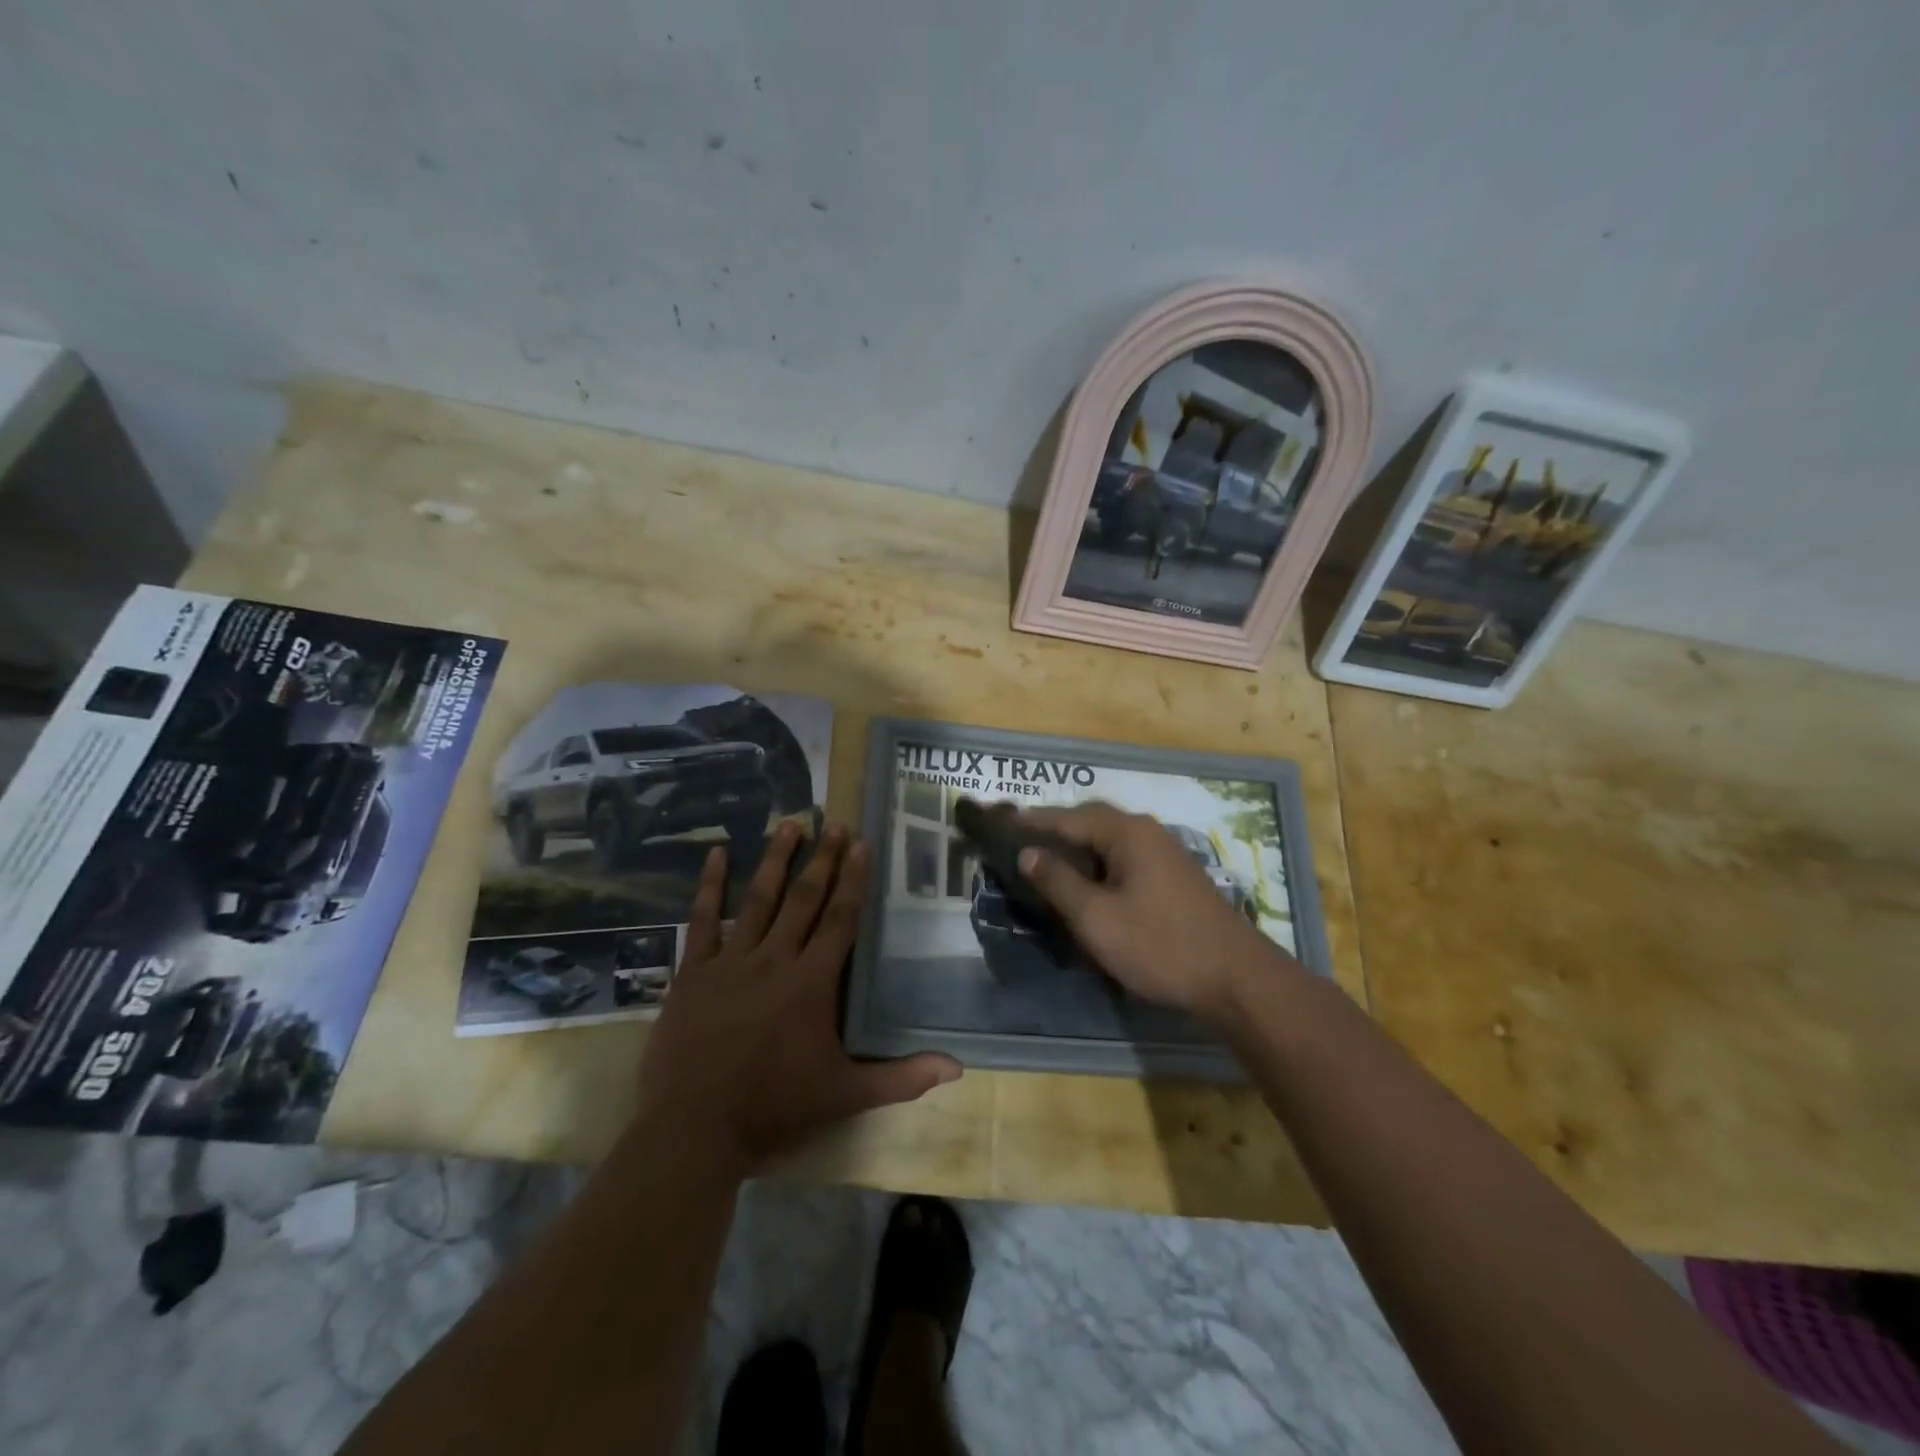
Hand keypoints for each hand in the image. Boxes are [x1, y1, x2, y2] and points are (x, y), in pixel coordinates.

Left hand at [635, 821, 961, 1178]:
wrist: (693, 1130)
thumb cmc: (774, 1109)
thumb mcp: (845, 1096)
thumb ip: (902, 1078)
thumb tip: (957, 1069)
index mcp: (812, 983)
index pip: (840, 919)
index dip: (853, 880)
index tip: (861, 844)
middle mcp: (774, 960)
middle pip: (804, 899)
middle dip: (823, 859)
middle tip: (835, 823)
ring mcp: (730, 962)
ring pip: (759, 899)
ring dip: (777, 859)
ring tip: (790, 823)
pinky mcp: (693, 972)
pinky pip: (703, 920)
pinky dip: (710, 885)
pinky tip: (717, 853)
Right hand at [1017, 803, 1292, 1024]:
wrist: (1235, 979)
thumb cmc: (1159, 945)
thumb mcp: (1097, 917)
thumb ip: (1058, 881)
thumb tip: (1028, 852)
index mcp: (1126, 833)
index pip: (1067, 817)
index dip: (1032, 821)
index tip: (1000, 822)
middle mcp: (1146, 832)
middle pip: (1090, 822)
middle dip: (1054, 830)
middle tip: (1019, 841)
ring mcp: (1164, 854)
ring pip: (1108, 842)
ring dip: (1076, 848)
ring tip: (1044, 862)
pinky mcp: (1172, 877)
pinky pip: (1123, 859)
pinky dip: (1097, 864)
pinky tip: (1085, 884)